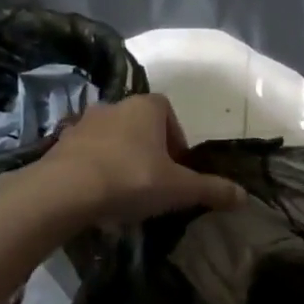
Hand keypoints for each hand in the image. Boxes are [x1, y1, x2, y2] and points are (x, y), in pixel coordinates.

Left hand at [20, 94, 246, 224]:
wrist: (64, 191)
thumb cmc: (132, 179)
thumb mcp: (180, 189)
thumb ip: (212, 190)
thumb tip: (244, 197)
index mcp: (147, 107)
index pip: (169, 113)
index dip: (178, 140)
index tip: (179, 168)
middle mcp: (114, 106)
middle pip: (140, 126)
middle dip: (150, 150)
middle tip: (157, 182)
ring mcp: (83, 124)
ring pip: (112, 139)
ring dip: (122, 159)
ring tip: (127, 192)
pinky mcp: (59, 145)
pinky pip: (87, 155)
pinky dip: (96, 170)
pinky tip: (100, 196)